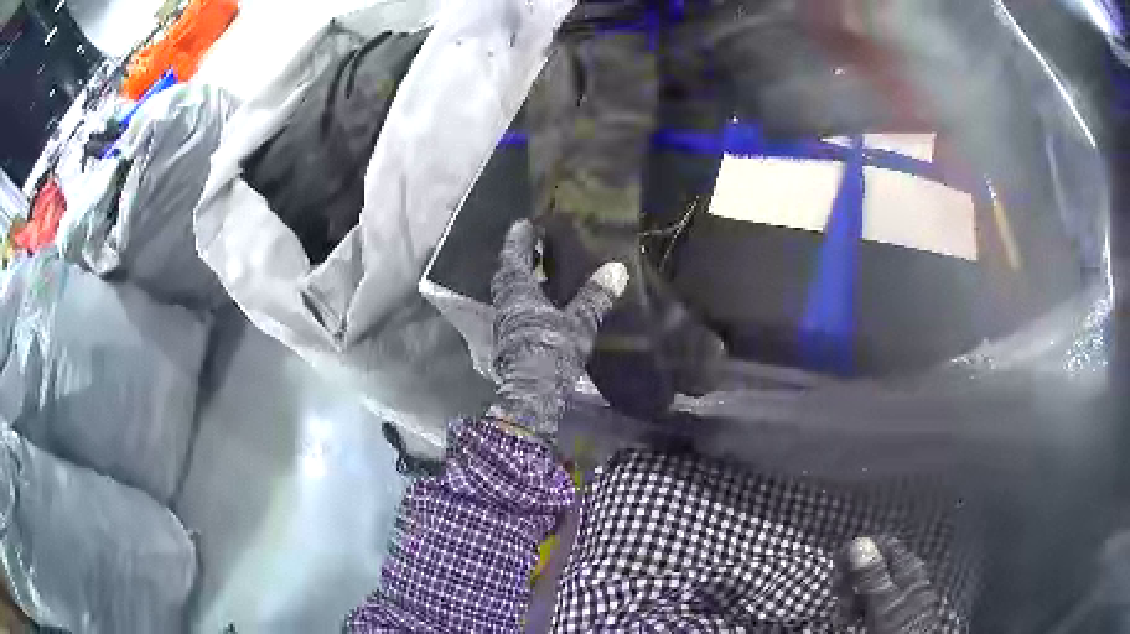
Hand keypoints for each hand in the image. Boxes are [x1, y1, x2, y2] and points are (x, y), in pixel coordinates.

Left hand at [487, 220, 628, 438]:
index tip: (525, 223)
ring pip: (511, 294)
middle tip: (536, 244)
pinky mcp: (511, 341)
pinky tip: (545, 305)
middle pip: (509, 274)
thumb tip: (617, 269)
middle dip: (520, 257)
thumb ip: (596, 296)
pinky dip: (528, 300)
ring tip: (543, 271)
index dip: (519, 239)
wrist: (532, 395)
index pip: (514, 256)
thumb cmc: (551, 351)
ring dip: (524, 280)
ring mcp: (506, 324)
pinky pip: (517, 310)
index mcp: (517, 291)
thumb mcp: (578, 322)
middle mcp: (506, 304)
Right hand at [839, 536, 942, 633]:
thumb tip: (859, 543)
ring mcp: (904, 592)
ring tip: (844, 614)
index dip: (858, 551)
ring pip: (873, 584)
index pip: (882, 543)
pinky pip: (875, 600)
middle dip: (853, 578)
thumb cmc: (900, 625)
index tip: (836, 566)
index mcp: (908, 566)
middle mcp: (908, 574)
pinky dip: (861, 607)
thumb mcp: (883, 600)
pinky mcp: (897, 610)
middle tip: (837, 596)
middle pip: (876, 564)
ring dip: (853, 596)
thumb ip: (872, 572)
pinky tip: (854, 619)